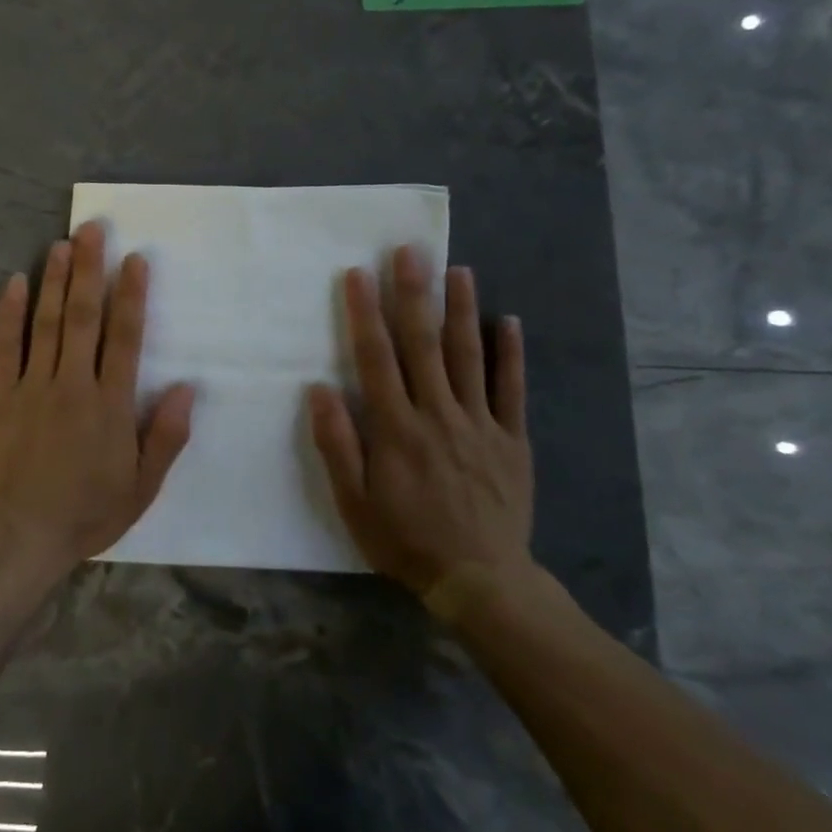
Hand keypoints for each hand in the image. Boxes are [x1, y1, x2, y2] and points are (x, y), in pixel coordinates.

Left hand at [0, 223, 195, 577]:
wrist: (21, 537)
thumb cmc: (87, 512)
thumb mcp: (143, 486)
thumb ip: (166, 435)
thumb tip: (188, 387)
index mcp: (111, 403)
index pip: (126, 337)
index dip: (132, 295)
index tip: (135, 259)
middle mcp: (73, 383)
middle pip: (83, 316)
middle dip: (89, 270)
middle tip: (92, 229)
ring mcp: (32, 386)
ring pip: (46, 323)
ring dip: (54, 280)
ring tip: (60, 243)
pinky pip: (4, 348)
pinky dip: (9, 314)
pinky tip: (15, 283)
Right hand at [308, 250, 534, 609]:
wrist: (480, 581)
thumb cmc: (405, 539)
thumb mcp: (354, 502)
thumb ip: (337, 444)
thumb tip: (320, 389)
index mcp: (397, 428)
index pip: (376, 358)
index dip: (365, 313)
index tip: (359, 274)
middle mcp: (438, 414)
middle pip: (424, 345)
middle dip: (414, 294)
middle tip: (411, 251)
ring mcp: (480, 424)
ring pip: (469, 357)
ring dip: (462, 310)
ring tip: (458, 269)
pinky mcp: (511, 439)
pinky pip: (512, 390)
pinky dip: (511, 354)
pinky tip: (508, 321)